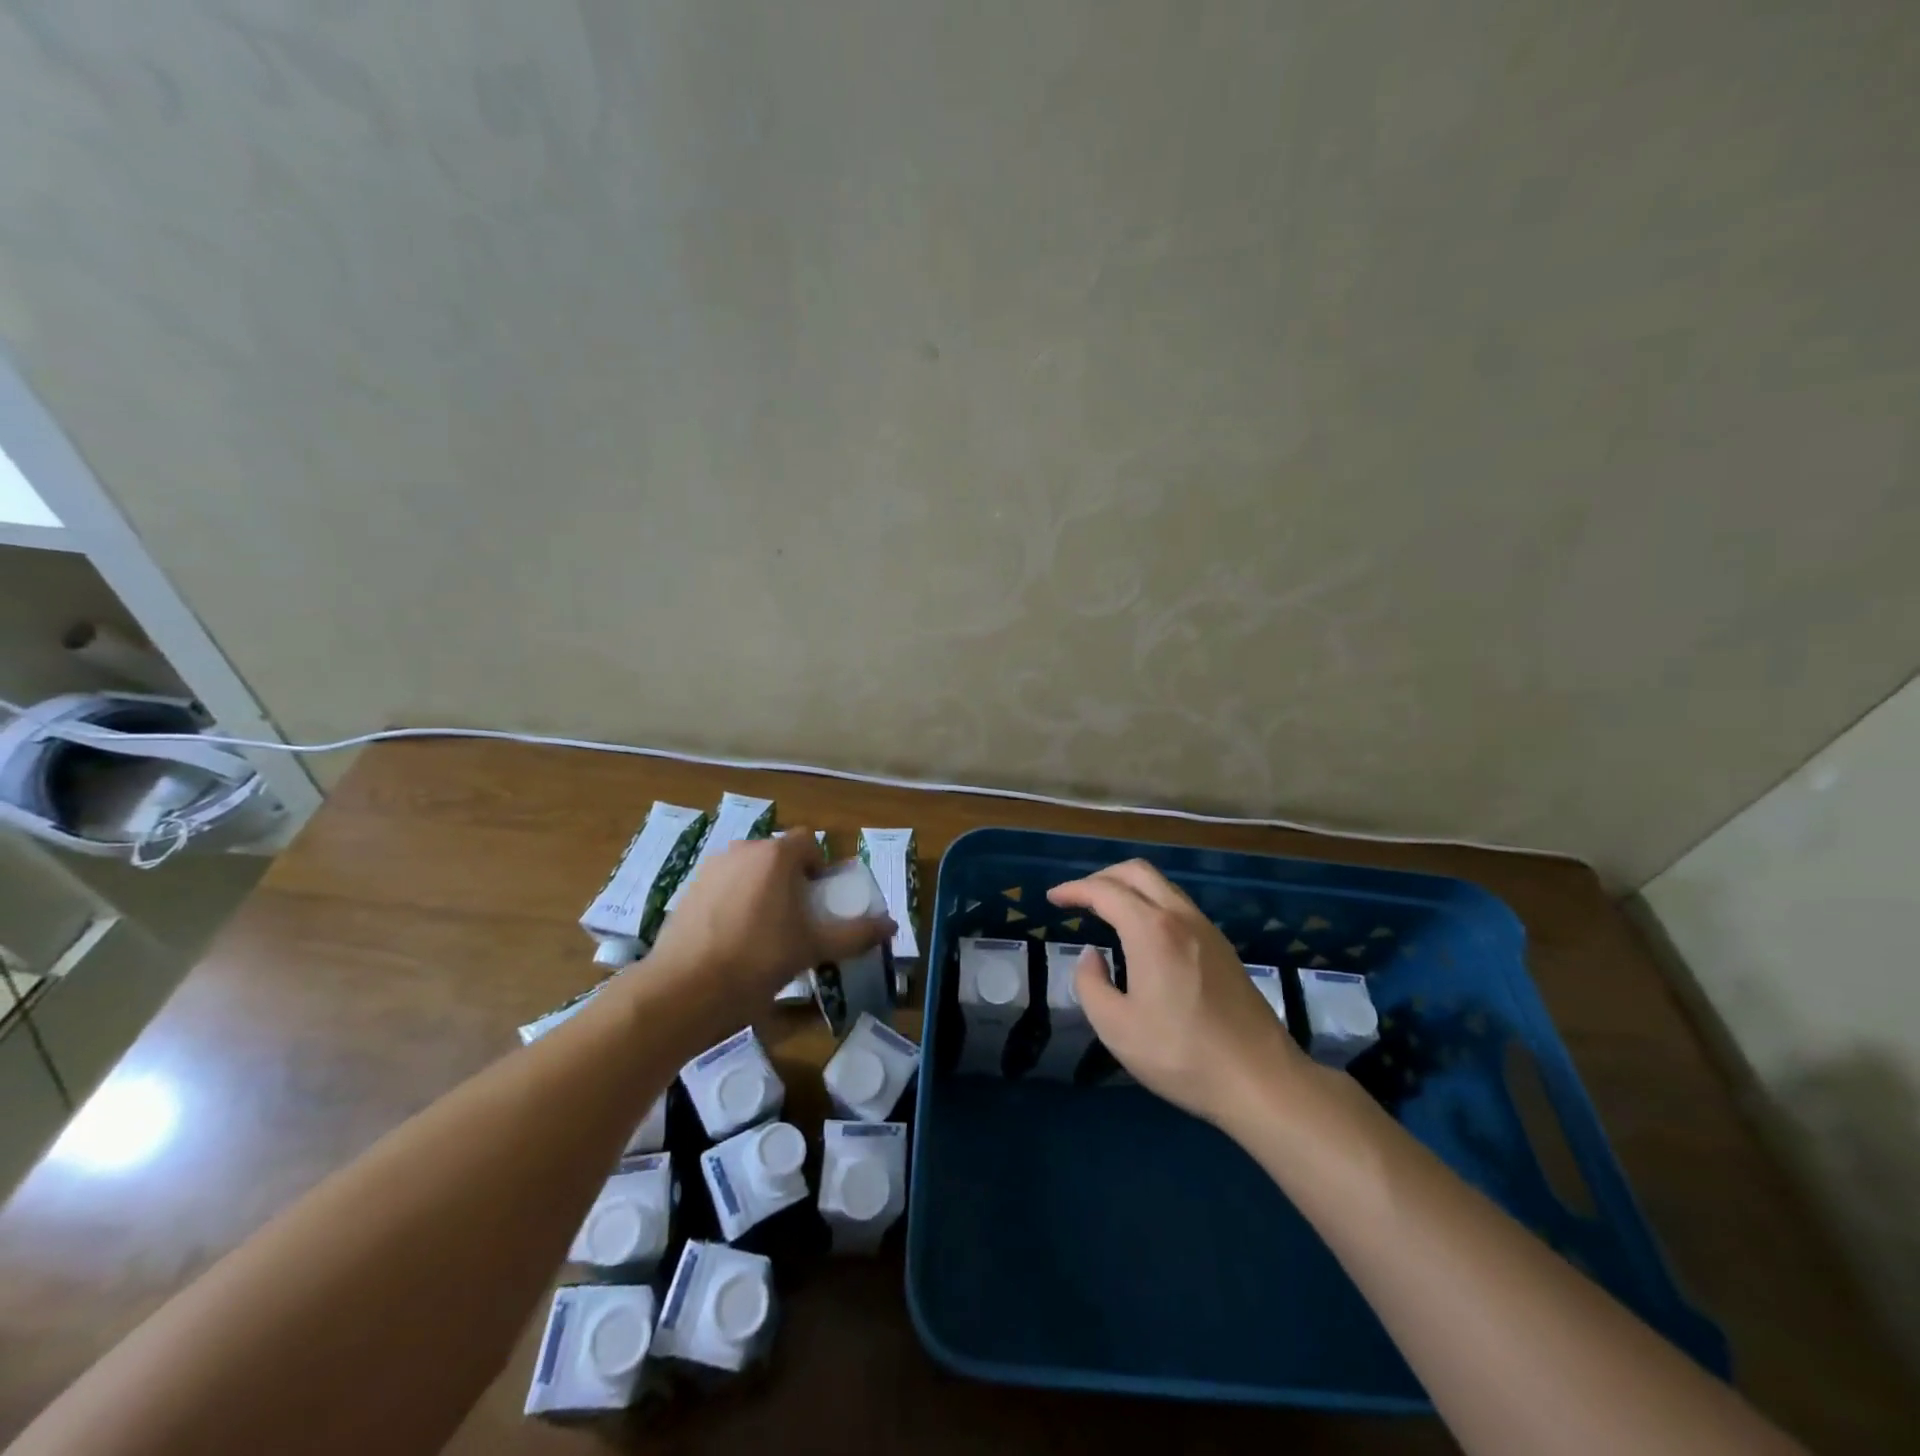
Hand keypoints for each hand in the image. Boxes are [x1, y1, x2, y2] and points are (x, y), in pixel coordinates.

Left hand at [650, 830, 894, 1005]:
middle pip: (778, 855)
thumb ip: (855, 934)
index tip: (819, 898)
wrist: (683, 991)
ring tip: (764, 931)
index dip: (819, 866)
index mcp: (776, 855)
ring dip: (762, 888)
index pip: (808, 842)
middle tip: (797, 918)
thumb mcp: (812, 949)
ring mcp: (711, 868)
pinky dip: (734, 901)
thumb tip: (892, 926)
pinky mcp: (687, 890)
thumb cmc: (757, 961)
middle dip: (791, 878)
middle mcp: (742, 850)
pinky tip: (732, 938)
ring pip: (749, 869)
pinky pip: (723, 885)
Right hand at [1048, 860, 1310, 1129]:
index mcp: (1151, 930)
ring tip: (1106, 912)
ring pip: (1162, 886)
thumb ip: (1091, 984)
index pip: (1104, 891)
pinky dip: (1151, 903)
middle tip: (1078, 898)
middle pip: (1137, 872)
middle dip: (1102, 877)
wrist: (1261, 1080)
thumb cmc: (1181, 1054)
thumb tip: (1092, 956)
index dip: (1074, 890)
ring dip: (1129, 888)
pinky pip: (1179, 906)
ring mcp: (1207, 930)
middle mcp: (1180, 917)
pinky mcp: (1223, 948)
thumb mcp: (1116, 1027)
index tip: (1053, 898)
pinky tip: (1143, 934)